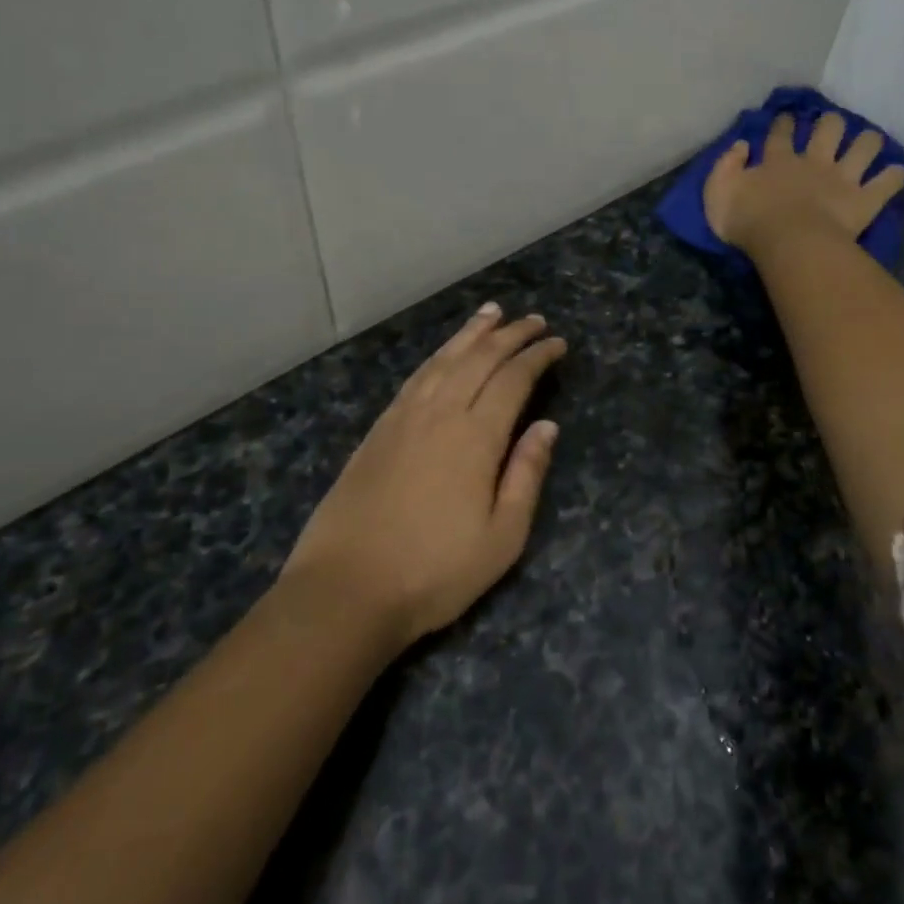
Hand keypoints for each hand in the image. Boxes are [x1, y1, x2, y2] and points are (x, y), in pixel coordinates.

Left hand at [281, 304, 567, 648]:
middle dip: (510, 335)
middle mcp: (439, 413)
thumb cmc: (434, 571)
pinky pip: (415, 377)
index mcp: (476, 437)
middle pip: (479, 359)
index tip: (557, 342)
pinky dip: (436, 356)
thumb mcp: (502, 537)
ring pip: (443, 360)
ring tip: (491, 314)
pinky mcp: (377, 430)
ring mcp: (403, 418)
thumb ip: (526, 475)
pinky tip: (443, 354)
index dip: (537, 357)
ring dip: (470, 334)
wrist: (346, 589)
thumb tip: (548, 426)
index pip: (513, 380)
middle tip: (534, 320)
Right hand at [703, 111, 903, 253]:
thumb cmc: (748, 221)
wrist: (788, 242)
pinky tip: (899, 174)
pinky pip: (887, 183)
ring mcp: (843, 179)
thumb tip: (740, 145)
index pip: (781, 133)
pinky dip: (895, 178)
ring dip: (869, 142)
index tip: (787, 117)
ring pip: (865, 147)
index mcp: (778, 161)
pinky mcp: (864, 200)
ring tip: (870, 142)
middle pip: (829, 129)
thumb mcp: (717, 193)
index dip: (784, 122)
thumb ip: (725, 167)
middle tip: (831, 125)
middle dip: (832, 123)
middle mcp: (814, 162)